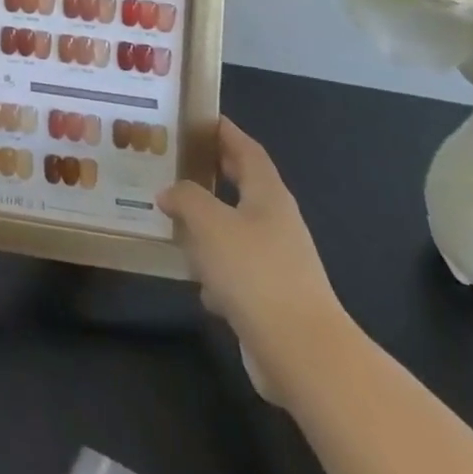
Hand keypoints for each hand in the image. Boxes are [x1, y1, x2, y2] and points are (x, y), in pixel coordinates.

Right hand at [158, 118, 346, 394]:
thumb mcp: (209, 222)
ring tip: (173, 217)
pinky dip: (215, 270)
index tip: (199, 118)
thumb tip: (169, 192)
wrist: (303, 355)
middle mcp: (276, 223)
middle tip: (178, 161)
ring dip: (208, 225)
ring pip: (236, 231)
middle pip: (243, 187)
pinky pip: (236, 272)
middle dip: (213, 174)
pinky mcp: (271, 300)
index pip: (247, 149)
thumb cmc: (255, 272)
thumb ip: (185, 197)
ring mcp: (277, 263)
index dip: (225, 132)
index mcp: (268, 195)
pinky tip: (194, 279)